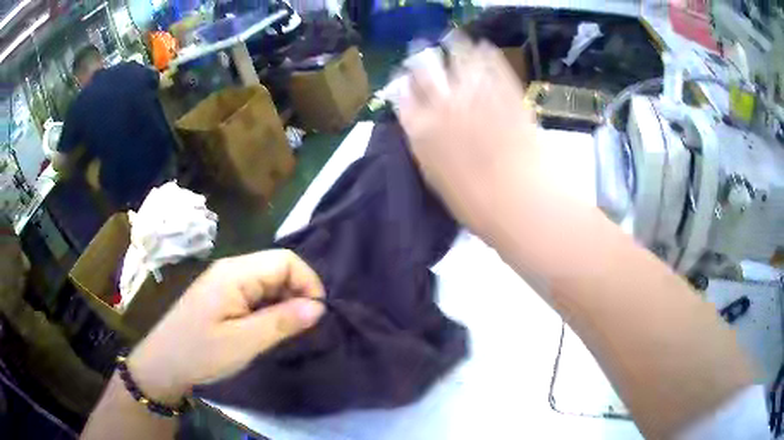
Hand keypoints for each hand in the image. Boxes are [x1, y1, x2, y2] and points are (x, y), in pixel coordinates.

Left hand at [127, 250, 325, 403]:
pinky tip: (268, 329)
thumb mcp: (244, 342)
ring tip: (288, 331)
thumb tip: (320, 307)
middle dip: (297, 293)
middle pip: (277, 268)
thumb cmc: (201, 353)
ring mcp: (225, 282)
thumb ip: (282, 321)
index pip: (285, 260)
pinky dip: (269, 308)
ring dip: (284, 302)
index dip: (308, 282)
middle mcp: (231, 269)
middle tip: (302, 328)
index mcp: (235, 273)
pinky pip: (255, 293)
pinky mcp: (222, 296)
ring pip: (268, 281)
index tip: (316, 315)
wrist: (164, 364)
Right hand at [398, 40, 545, 234]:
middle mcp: (442, 103)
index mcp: (421, 131)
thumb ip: (428, 148)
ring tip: (453, 39)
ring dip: (452, 47)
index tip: (406, 80)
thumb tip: (423, 128)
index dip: (404, 85)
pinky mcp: (505, 90)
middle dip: (421, 61)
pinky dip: (486, 52)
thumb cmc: (476, 205)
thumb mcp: (439, 181)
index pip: (403, 96)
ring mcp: (476, 92)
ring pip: (456, 56)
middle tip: (423, 54)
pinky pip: (491, 62)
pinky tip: (483, 47)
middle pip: (424, 70)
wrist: (520, 201)